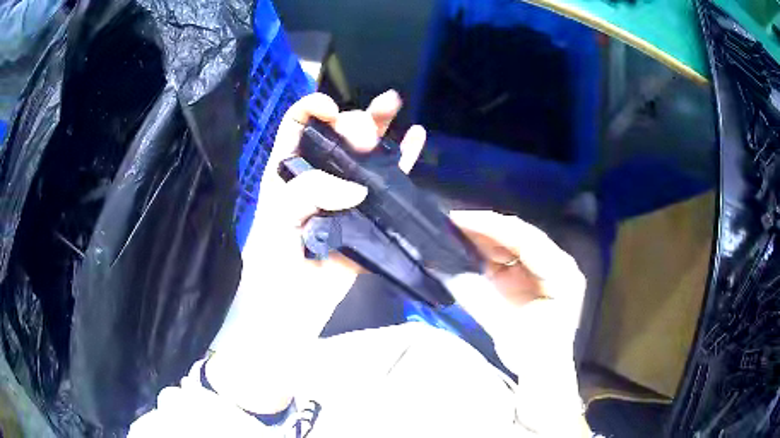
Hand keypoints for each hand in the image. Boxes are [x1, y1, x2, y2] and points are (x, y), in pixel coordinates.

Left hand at [208, 91, 425, 413]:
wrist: (290, 315)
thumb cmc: (272, 270)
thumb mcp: (275, 224)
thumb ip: (307, 194)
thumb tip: (357, 187)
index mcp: (286, 174)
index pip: (296, 126)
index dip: (311, 109)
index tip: (330, 111)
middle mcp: (317, 178)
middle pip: (337, 136)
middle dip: (353, 121)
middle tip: (366, 130)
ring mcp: (346, 197)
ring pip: (366, 154)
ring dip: (380, 127)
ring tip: (393, 103)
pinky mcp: (369, 218)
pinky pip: (391, 187)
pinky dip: (404, 161)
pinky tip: (418, 138)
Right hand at [448, 211, 587, 435]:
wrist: (542, 370)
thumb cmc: (534, 353)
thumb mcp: (507, 328)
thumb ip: (479, 299)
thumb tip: (449, 272)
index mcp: (562, 273)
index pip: (527, 240)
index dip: (493, 227)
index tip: (462, 220)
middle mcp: (556, 263)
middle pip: (519, 236)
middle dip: (486, 228)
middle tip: (452, 222)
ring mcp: (543, 268)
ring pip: (512, 242)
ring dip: (484, 238)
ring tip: (454, 232)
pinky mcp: (530, 275)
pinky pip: (507, 256)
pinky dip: (486, 252)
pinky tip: (467, 248)